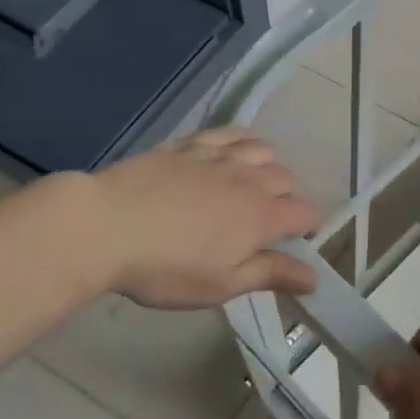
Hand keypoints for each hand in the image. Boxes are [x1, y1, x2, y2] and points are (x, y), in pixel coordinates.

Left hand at [86, 128, 322, 308]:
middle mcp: (250, 179)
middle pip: (287, 179)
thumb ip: (271, 275)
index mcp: (263, 217)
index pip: (308, 214)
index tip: (295, 243)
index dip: (309, 228)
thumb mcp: (221, 284)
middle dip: (285, 199)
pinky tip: (232, 151)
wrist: (105, 226)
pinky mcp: (190, 144)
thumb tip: (314, 277)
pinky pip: (229, 133)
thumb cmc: (166, 267)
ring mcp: (220, 157)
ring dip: (266, 167)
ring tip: (249, 185)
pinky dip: (240, 141)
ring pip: (262, 150)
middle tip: (262, 223)